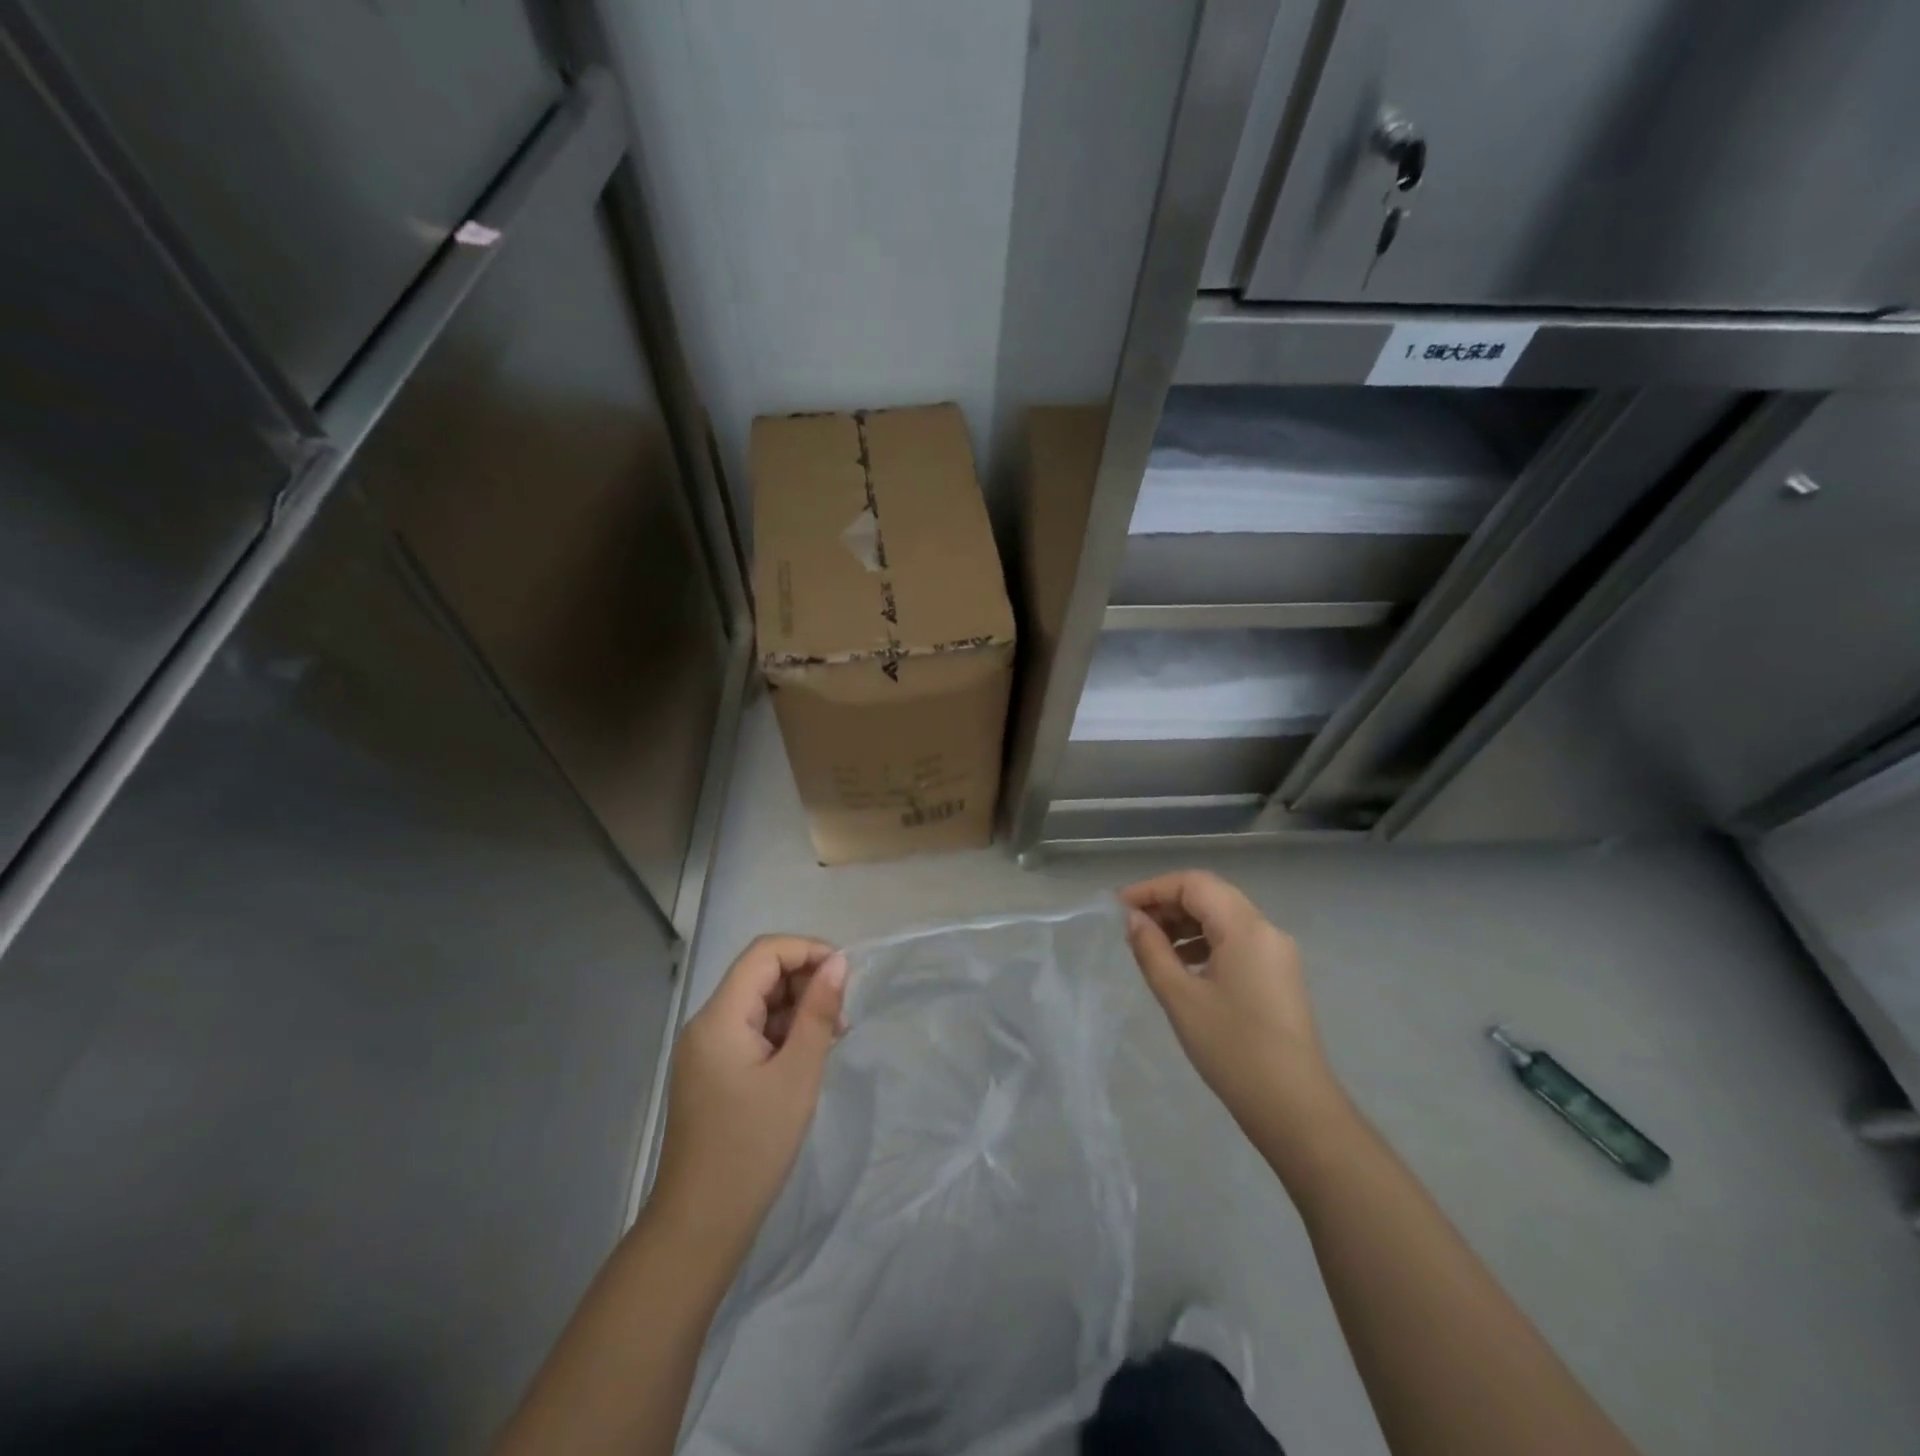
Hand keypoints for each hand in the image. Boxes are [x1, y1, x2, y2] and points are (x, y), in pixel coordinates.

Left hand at [650, 936, 847, 1254]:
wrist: (701, 1224)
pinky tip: (806, 1058)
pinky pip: (750, 1031)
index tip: (846, 974)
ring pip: (757, 1003)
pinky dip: (781, 1033)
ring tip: (831, 1039)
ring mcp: (705, 1048)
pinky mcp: (711, 1071)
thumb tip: (839, 962)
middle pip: (760, 975)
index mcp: (719, 1017)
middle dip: (805, 982)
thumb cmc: (753, 1147)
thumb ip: (818, 1012)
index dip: (807, 950)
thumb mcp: (798, 1074)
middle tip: (842, 1015)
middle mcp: (706, 1023)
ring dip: (797, 1009)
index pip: (764, 953)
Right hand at [1122, 871, 1338, 1137]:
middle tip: (1133, 926)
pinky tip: (1183, 966)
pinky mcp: (1279, 975)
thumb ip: (1152, 950)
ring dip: (1186, 922)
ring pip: (1224, 917)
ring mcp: (1277, 953)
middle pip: (1211, 895)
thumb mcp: (1180, 997)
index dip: (1153, 889)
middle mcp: (1266, 930)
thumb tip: (1134, 920)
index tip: (1120, 908)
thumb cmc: (1232, 1048)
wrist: (1294, 1108)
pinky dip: (1205, 941)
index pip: (1194, 884)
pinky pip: (1236, 940)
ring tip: (1153, 946)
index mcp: (1245, 927)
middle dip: (1168, 903)